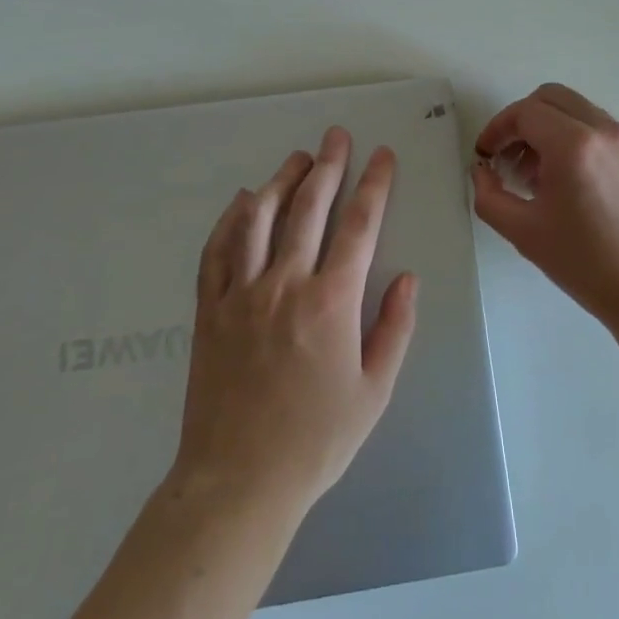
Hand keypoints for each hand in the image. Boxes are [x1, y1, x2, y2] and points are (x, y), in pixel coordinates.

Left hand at [173, 128, 418, 517]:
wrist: (237, 483)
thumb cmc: (315, 441)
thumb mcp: (375, 391)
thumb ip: (395, 328)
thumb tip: (408, 277)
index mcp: (331, 302)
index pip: (359, 226)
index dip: (374, 184)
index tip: (382, 155)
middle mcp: (285, 284)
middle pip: (309, 208)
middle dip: (328, 166)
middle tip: (337, 135)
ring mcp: (241, 293)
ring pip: (260, 219)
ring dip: (281, 181)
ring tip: (297, 158)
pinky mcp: (209, 309)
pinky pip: (217, 250)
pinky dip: (231, 219)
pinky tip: (243, 201)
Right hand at [472, 83, 618, 324]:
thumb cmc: (586, 263)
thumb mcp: (523, 232)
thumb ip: (490, 196)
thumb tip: (483, 171)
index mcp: (573, 145)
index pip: (525, 112)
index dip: (497, 128)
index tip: (486, 155)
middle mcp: (604, 130)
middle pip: (552, 98)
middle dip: (522, 121)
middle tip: (508, 157)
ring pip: (578, 111)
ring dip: (549, 129)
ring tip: (537, 176)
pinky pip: (601, 129)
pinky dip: (576, 139)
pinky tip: (570, 183)